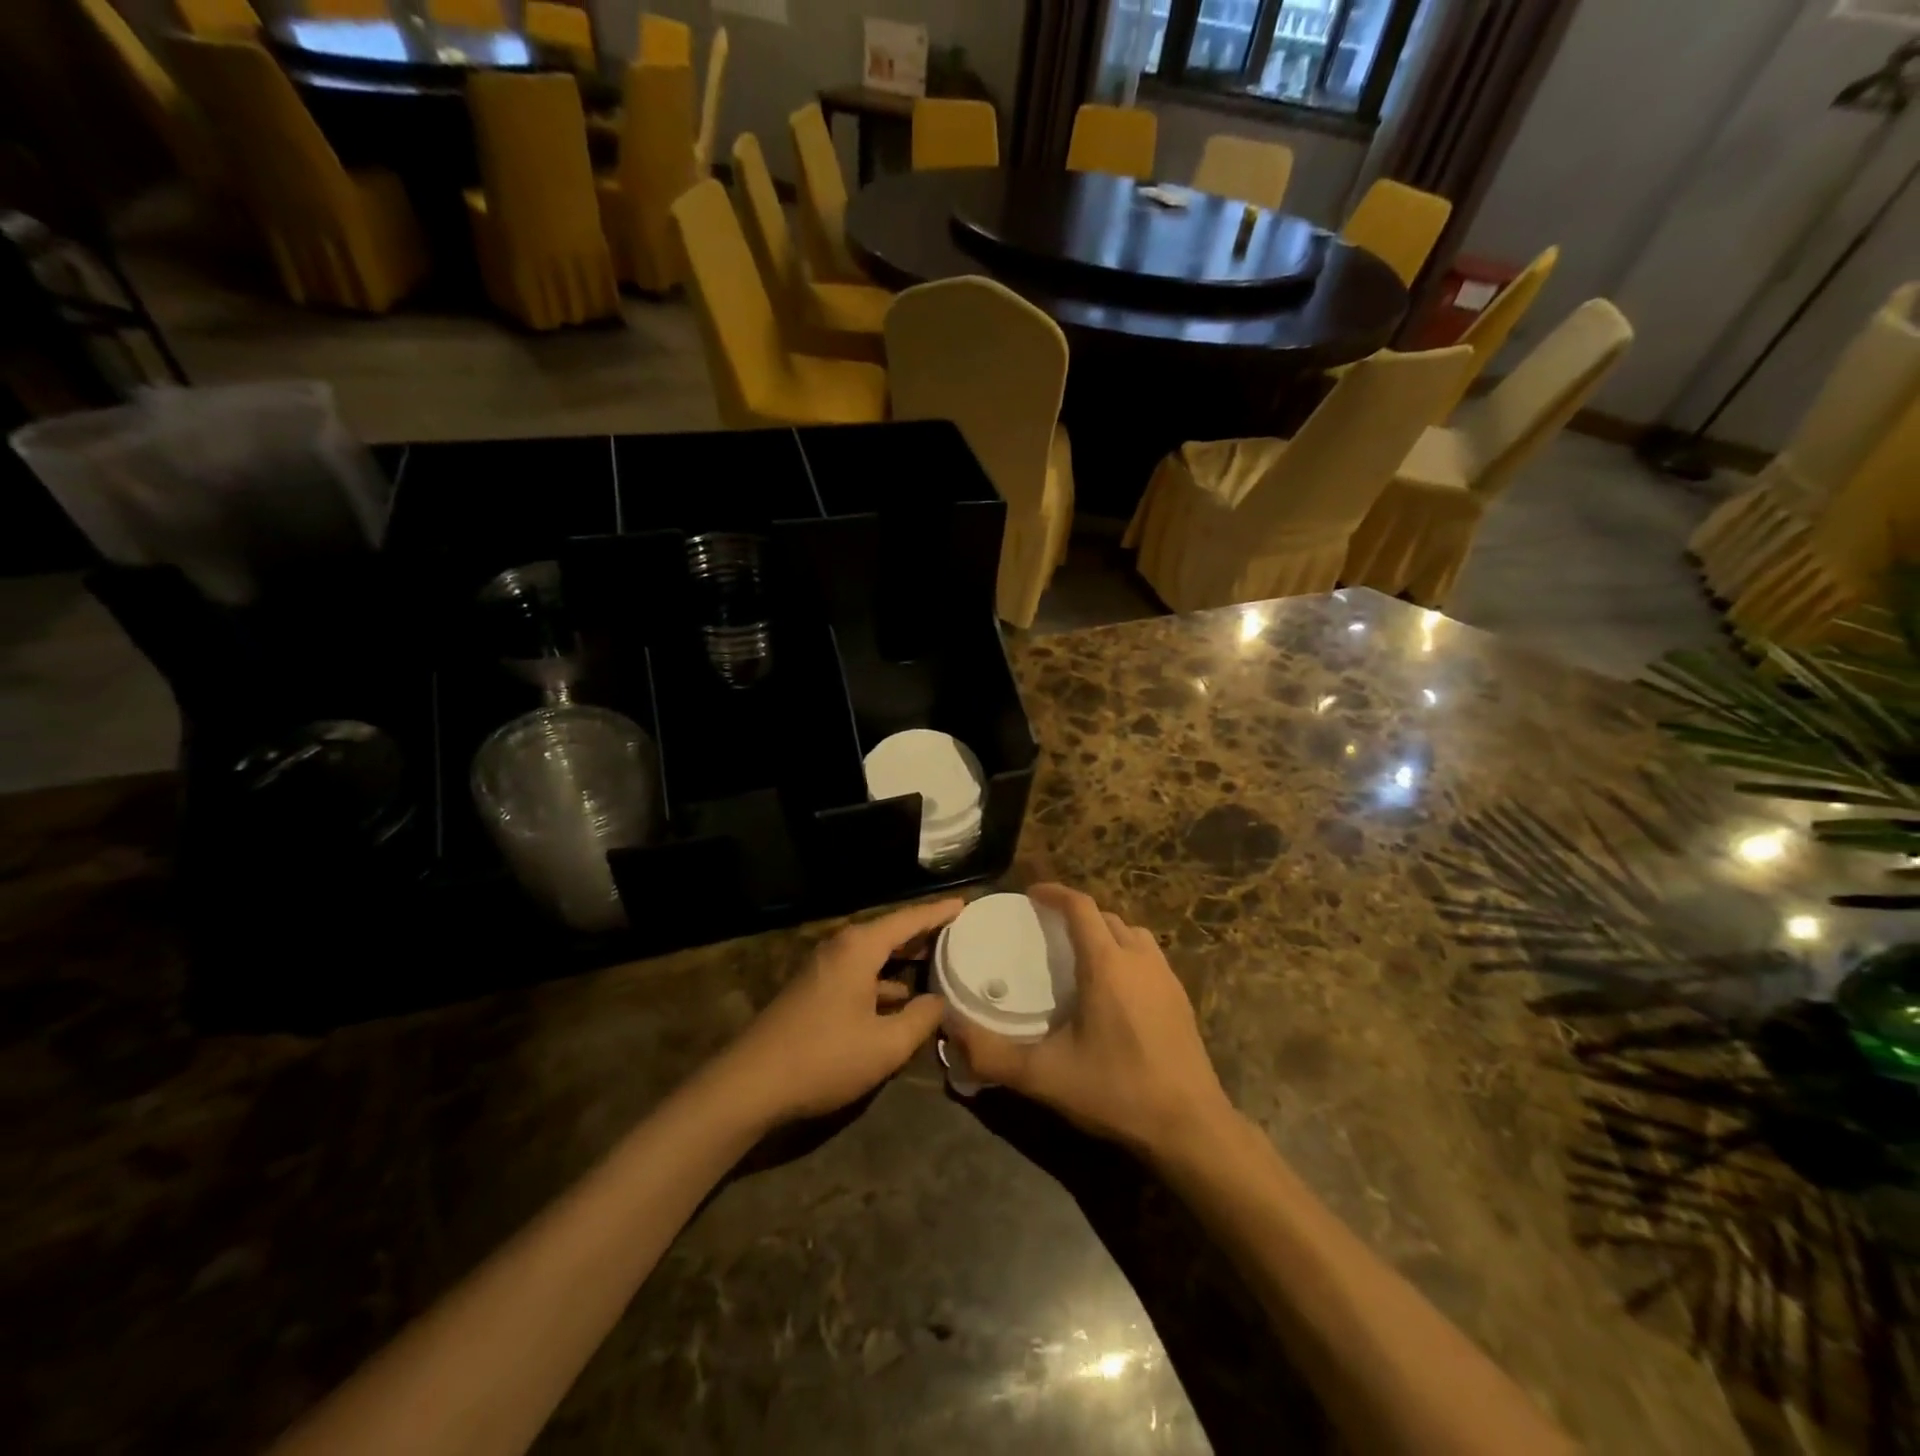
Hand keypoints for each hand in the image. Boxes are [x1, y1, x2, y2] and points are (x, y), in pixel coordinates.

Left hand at [716, 898, 960, 1124]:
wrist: (751, 1084)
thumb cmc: (824, 1057)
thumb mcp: (885, 1045)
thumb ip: (920, 1019)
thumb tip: (939, 1002)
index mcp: (859, 948)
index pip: (908, 919)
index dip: (939, 912)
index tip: (966, 903)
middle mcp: (841, 948)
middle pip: (890, 931)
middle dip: (924, 931)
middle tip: (960, 930)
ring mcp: (824, 969)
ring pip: (874, 953)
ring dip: (904, 956)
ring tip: (938, 959)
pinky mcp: (815, 990)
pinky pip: (860, 972)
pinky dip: (884, 978)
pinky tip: (901, 997)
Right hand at [949, 884, 1233, 1156]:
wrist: (1190, 1127)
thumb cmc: (1115, 1091)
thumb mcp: (1044, 1076)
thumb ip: (991, 1053)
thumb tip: (948, 1029)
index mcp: (1106, 964)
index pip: (1080, 906)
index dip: (1054, 893)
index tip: (1030, 894)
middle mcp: (1139, 959)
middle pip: (1106, 916)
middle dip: (1076, 913)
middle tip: (1047, 929)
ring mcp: (1166, 977)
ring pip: (1132, 933)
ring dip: (1105, 931)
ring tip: (1081, 953)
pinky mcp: (1181, 998)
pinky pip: (1149, 955)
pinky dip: (1126, 953)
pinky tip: (1114, 989)